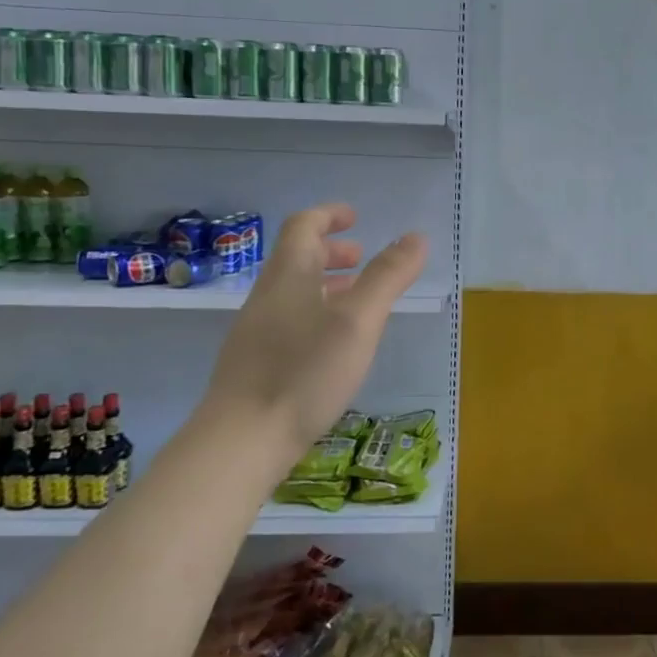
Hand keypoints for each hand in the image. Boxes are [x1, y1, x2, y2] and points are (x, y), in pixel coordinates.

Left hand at [202, 204, 427, 444]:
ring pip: (293, 292)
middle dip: (331, 251)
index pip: (303, 227)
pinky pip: (289, 320)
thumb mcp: (358, 321)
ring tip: (356, 298)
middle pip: (296, 259)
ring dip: (325, 284)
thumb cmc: (304, 372)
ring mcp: (256, 332)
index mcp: (289, 276)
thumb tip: (416, 237)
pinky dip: (316, 313)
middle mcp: (267, 297)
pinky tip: (333, 344)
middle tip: (362, 258)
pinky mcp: (254, 364)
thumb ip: (387, 277)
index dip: (329, 215)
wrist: (240, 441)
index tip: (354, 217)